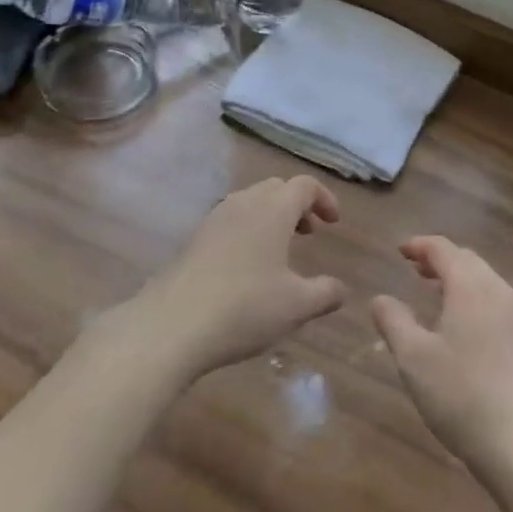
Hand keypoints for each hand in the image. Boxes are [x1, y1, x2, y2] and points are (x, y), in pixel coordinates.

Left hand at [140, 176, 346, 378]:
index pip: (305, 185)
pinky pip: (230, 221)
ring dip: (270, 217)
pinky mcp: (194, 239)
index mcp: (273, 209)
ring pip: (250, 202)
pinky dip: (247, 230)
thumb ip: (325, 294)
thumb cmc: (244, 308)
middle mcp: (244, 203)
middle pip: (276, 188)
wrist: (170, 326)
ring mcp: (215, 219)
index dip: (324, 198)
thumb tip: (341, 289)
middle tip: (309, 233)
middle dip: (297, 205)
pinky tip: (246, 267)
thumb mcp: (296, 306)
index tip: (334, 222)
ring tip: (279, 250)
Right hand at [372, 237, 512, 478]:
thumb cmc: (462, 396)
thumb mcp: (414, 359)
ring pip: (485, 281)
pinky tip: (465, 329)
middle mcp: (498, 289)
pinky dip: (476, 300)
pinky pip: (498, 303)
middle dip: (440, 260)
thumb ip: (394, 322)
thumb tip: (379, 299)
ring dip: (459, 280)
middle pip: (467, 260)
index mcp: (469, 285)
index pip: (442, 248)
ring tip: (436, 297)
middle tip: (415, 271)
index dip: (419, 245)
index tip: (400, 251)